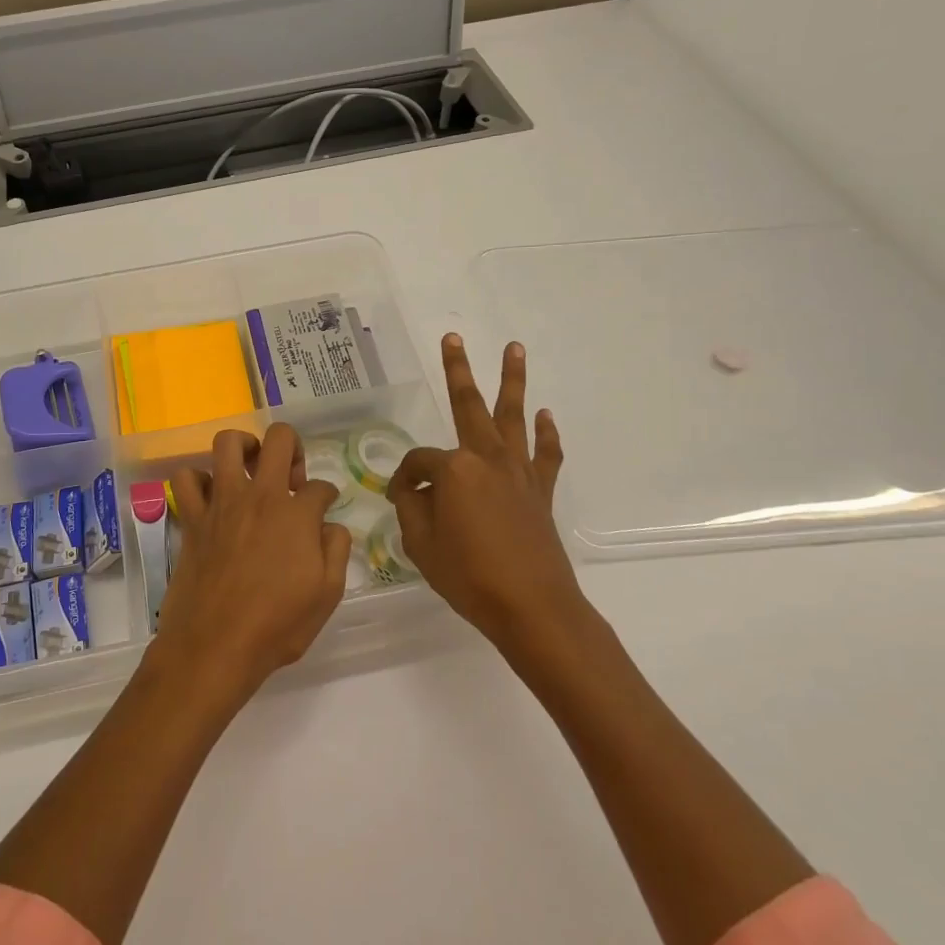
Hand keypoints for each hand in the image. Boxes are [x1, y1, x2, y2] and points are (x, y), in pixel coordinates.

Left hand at [156, 424, 350, 706]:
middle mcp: (260, 496)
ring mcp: (222, 503)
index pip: (320, 486)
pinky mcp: (192, 518)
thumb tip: (330, 525)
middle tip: (291, 476)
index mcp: (297, 514)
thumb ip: (336, 550)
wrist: (215, 646)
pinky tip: (211, 497)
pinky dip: (198, 480)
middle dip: (292, 447)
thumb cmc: (277, 625)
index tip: (324, 508)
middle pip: (279, 439)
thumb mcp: (327, 594)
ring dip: (244, 446)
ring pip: (228, 443)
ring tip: (251, 466)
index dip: (327, 496)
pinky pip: (186, 479)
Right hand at [388, 335, 589, 658]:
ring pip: (513, 416)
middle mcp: (487, 458)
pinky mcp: (541, 491)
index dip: (404, 479)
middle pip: (469, 406)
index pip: (418, 462)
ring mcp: (518, 472)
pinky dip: (546, 434)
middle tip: (453, 338)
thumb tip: (412, 488)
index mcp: (454, 469)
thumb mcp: (421, 543)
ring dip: (513, 380)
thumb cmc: (469, 576)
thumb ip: (412, 506)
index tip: (399, 498)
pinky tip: (545, 415)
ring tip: (514, 348)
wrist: (532, 607)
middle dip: (459, 370)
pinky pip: (545, 454)